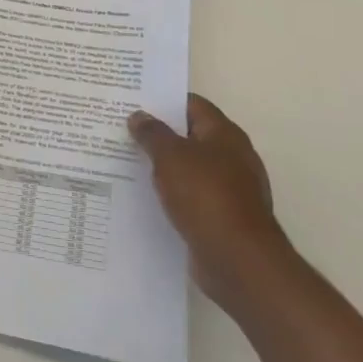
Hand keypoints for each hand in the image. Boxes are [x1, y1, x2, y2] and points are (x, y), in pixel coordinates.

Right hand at [128, 95, 285, 306]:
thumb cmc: (205, 196)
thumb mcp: (170, 157)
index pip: (192, 105)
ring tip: (126, 162)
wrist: (238, 260)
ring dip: (164, 166)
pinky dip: (172, 194)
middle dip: (159, 134)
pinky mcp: (223, 217)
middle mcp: (232, 157)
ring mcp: (230, 189)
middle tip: (123, 130)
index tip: (133, 102)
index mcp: (224, 134)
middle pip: (191, 135)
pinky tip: (146, 196)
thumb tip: (139, 116)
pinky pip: (192, 196)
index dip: (163, 100)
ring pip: (189, 168)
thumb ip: (152, 133)